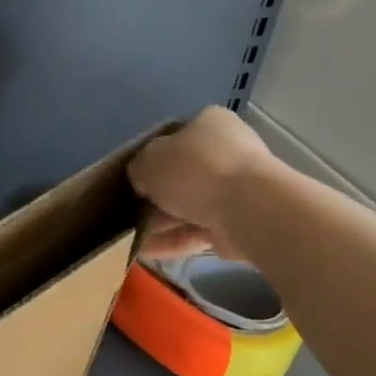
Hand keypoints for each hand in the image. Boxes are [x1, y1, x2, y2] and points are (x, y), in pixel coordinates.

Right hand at [127, 106, 275, 262]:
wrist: (246, 208)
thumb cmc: (194, 170)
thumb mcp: (148, 161)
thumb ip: (138, 168)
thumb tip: (142, 181)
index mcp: (208, 123)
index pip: (173, 138)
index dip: (149, 159)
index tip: (133, 179)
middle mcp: (226, 151)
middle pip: (181, 175)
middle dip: (154, 196)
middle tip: (129, 212)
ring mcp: (236, 188)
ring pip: (188, 206)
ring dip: (159, 222)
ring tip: (131, 238)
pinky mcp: (239, 221)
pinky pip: (197, 230)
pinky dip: (173, 240)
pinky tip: (146, 252)